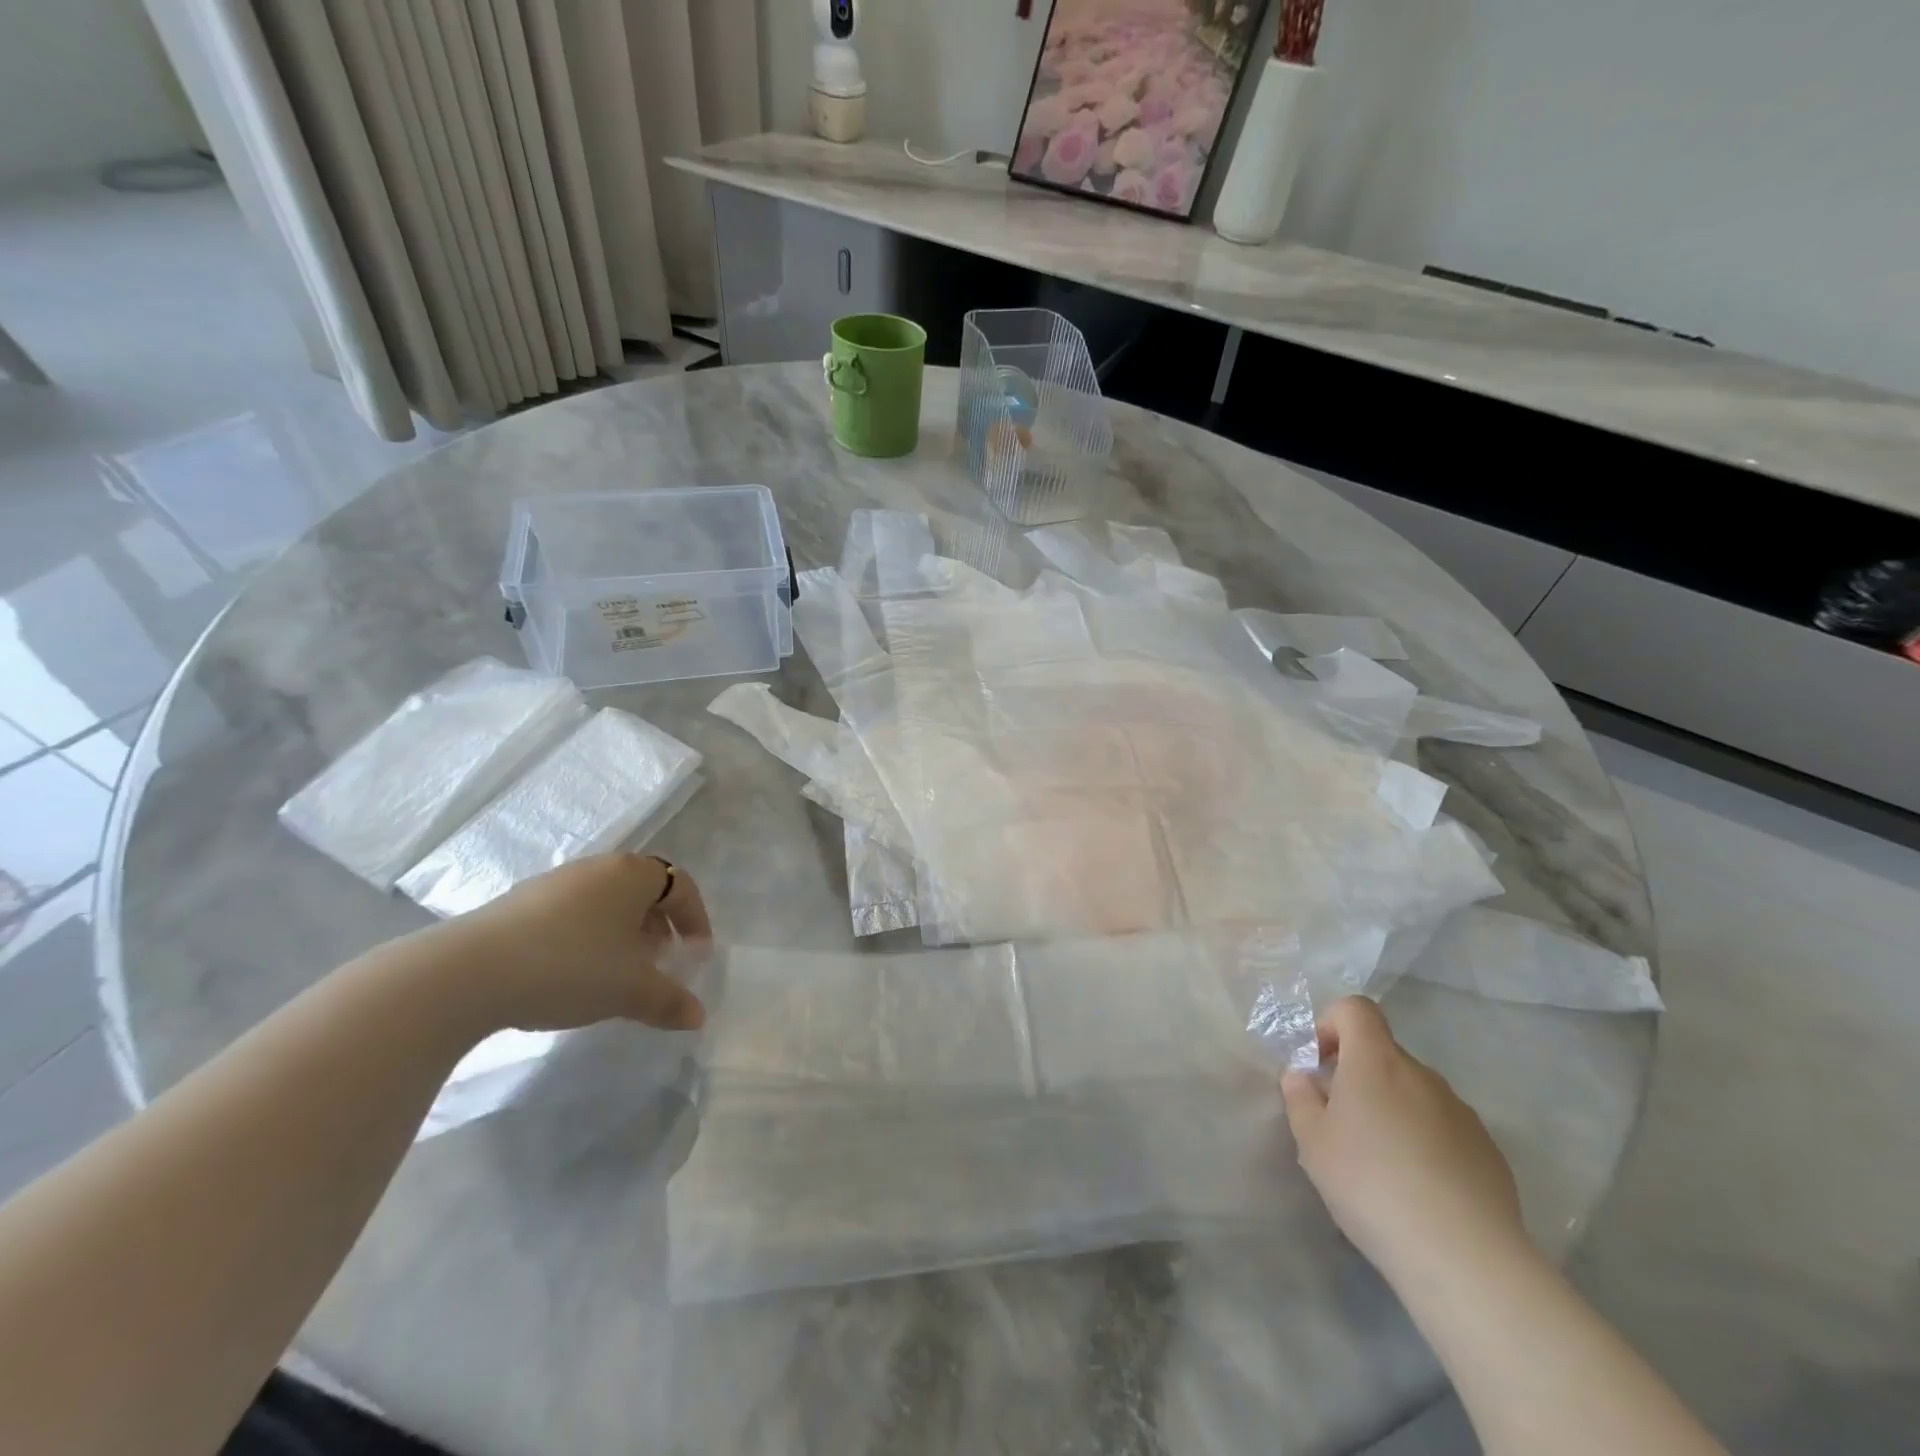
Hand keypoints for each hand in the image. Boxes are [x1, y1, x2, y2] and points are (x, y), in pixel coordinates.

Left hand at [424, 854, 710, 1033]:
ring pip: (605, 902)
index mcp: (633, 875)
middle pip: (643, 891)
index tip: (697, 954)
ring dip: (622, 933)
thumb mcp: (630, 990)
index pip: (681, 886)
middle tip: (661, 962)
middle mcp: (598, 868)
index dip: (696, 920)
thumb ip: (668, 1000)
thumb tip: (698, 1017)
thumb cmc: (571, 966)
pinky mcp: (519, 903)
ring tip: (618, 972)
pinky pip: (572, 914)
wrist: (468, 972)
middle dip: (659, 926)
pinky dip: (587, 937)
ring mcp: (555, 882)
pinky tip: (574, 972)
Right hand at [1282, 997, 1524, 1281]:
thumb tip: (1303, 1076)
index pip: (1356, 1009)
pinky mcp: (1489, 1151)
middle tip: (1342, 1126)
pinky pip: (1445, 1128)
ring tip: (1382, 1165)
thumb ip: (1300, 1098)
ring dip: (1393, 1110)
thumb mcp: (1312, 1141)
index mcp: (1376, 1061)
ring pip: (1414, 1093)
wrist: (1464, 1257)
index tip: (1320, 1065)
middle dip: (1358, 1077)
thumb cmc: (1371, 1184)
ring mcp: (1461, 1112)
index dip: (1332, 1024)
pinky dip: (1426, 1142)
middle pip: (1383, 1054)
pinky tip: (1420, 1189)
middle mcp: (1422, 1075)